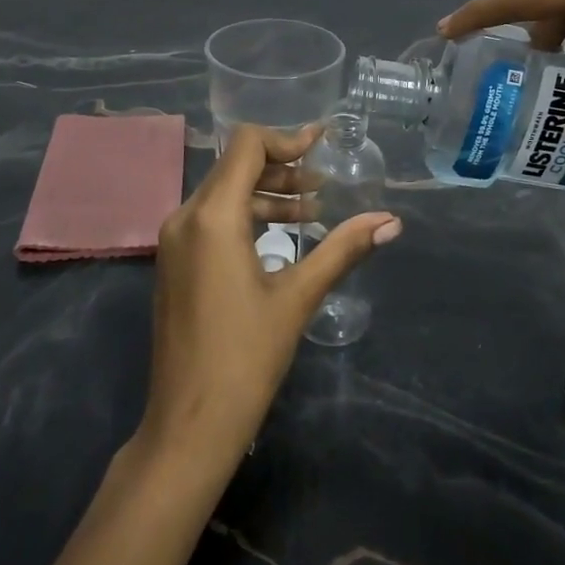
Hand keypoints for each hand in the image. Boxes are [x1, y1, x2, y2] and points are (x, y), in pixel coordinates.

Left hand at [135, 125, 400, 468]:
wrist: (189, 424)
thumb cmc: (246, 357)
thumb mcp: (299, 296)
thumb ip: (344, 249)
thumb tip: (391, 221)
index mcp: (212, 216)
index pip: (247, 146)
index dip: (287, 139)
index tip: (322, 145)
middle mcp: (185, 218)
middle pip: (235, 167)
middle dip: (282, 169)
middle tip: (324, 185)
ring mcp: (174, 242)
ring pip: (223, 194)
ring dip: (267, 194)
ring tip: (312, 212)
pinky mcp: (174, 264)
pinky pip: (211, 220)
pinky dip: (247, 216)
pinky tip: (280, 240)